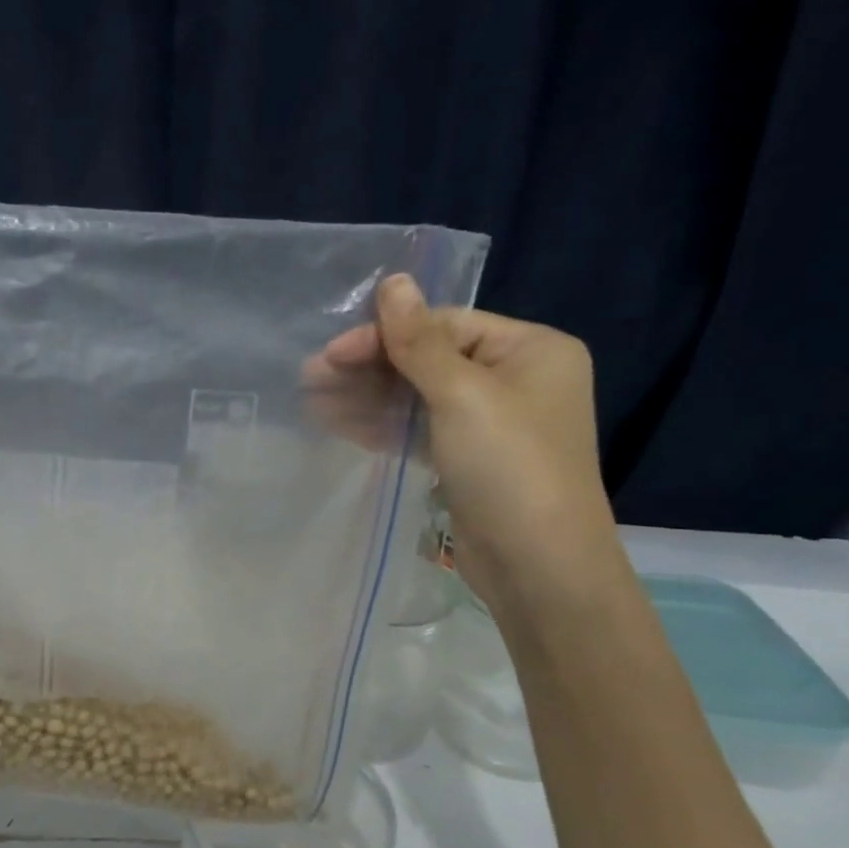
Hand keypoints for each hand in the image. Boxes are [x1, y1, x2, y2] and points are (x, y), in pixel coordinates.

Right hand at [306, 274, 620, 611]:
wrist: (538, 567)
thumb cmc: (509, 467)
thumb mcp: (462, 394)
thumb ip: (420, 340)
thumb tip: (393, 280)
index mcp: (530, 349)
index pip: (444, 325)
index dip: (384, 335)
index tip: (331, 353)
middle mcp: (514, 379)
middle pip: (428, 359)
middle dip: (369, 368)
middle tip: (309, 377)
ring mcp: (491, 423)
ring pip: (418, 397)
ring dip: (366, 398)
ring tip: (311, 402)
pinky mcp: (468, 460)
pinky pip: (419, 429)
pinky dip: (382, 426)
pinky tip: (338, 424)